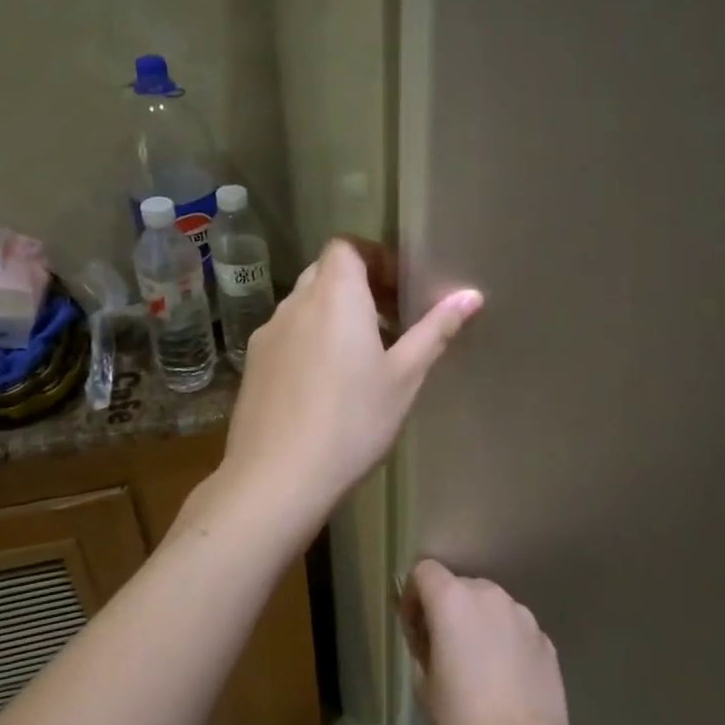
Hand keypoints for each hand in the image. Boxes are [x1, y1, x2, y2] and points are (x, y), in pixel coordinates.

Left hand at [221, 239, 481, 527]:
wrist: (277, 478)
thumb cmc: (352, 422)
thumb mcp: (404, 378)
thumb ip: (435, 331)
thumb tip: (471, 295)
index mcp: (334, 297)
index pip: (347, 247)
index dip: (375, 258)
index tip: (401, 290)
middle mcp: (294, 305)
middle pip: (326, 274)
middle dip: (360, 288)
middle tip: (392, 323)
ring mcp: (267, 336)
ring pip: (305, 307)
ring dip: (334, 317)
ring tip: (363, 358)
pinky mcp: (253, 367)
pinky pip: (287, 337)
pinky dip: (311, 342)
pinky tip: (326, 387)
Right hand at [399, 561, 570, 724]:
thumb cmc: (462, 717)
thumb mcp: (424, 683)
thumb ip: (423, 646)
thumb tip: (432, 639)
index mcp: (452, 600)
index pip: (425, 571)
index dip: (413, 594)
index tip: (414, 627)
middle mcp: (489, 595)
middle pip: (460, 586)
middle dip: (447, 609)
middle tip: (442, 648)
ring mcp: (522, 614)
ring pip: (491, 606)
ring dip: (478, 622)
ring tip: (478, 665)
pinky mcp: (545, 638)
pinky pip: (515, 628)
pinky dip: (505, 641)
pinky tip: (505, 678)